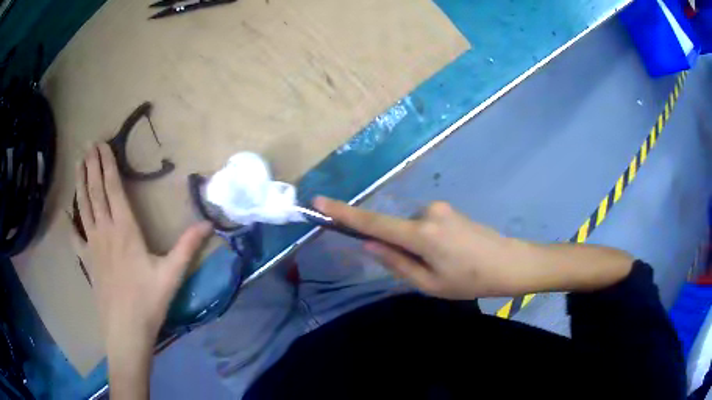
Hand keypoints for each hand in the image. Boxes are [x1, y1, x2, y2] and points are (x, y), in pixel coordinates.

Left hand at [72, 143, 211, 353]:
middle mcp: (105, 231)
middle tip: (88, 144)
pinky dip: (70, 224)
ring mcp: (92, 246)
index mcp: (125, 230)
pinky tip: (66, 214)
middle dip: (92, 166)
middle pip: (95, 192)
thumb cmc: (148, 302)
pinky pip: (75, 238)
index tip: (102, 144)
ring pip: (83, 207)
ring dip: (80, 184)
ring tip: (78, 164)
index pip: (113, 189)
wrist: (126, 331)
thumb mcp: (172, 274)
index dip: (107, 164)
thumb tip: (210, 224)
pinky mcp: (87, 262)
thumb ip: (188, 247)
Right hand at [313, 197, 632, 299]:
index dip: (344, 213)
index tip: (319, 202)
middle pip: (395, 228)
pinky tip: (449, 255)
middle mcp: (427, 212)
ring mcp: (440, 208)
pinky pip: (425, 224)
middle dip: (397, 248)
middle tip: (425, 272)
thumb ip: (396, 262)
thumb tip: (368, 244)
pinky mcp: (449, 209)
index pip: (373, 221)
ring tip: (443, 266)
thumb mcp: (429, 284)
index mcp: (421, 234)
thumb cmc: (470, 280)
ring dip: (415, 247)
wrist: (511, 263)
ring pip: (411, 228)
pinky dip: (425, 240)